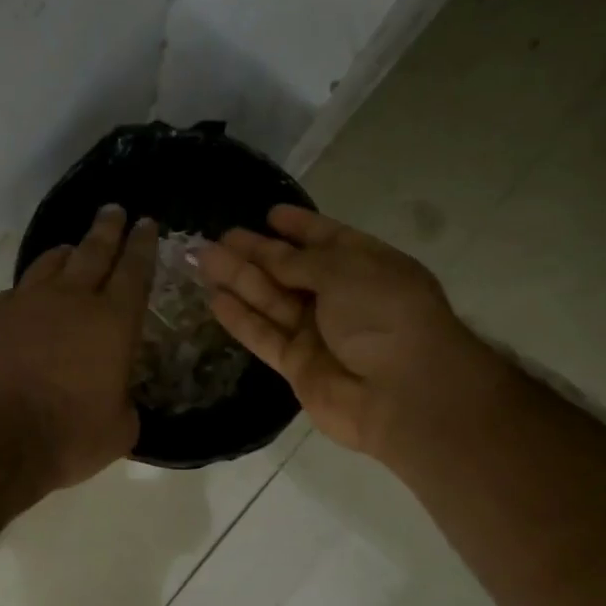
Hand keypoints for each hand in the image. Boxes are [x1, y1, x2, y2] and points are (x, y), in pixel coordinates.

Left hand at [0, 205, 156, 492]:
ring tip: (71, 249)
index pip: (134, 271)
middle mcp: (70, 301)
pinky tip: (25, 301)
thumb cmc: (67, 438)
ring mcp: (23, 304)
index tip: (145, 223)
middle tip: (114, 211)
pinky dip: (26, 293)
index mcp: (112, 323)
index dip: (142, 245)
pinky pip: (13, 293)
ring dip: (65, 254)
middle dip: (107, 229)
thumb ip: (124, 405)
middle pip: (93, 252)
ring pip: (49, 264)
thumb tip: (118, 400)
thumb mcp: (118, 431)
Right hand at [198, 205, 497, 464]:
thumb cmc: (384, 315)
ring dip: (238, 280)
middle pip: (291, 270)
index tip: (269, 213)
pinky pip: (264, 336)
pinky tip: (214, 300)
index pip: (328, 239)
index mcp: (367, 266)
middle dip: (257, 252)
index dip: (299, 226)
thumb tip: (270, 255)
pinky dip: (241, 319)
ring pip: (271, 301)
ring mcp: (319, 334)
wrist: (402, 392)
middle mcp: (342, 298)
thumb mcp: (344, 270)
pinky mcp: (298, 366)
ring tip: (202, 258)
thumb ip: (299, 262)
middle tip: (220, 237)